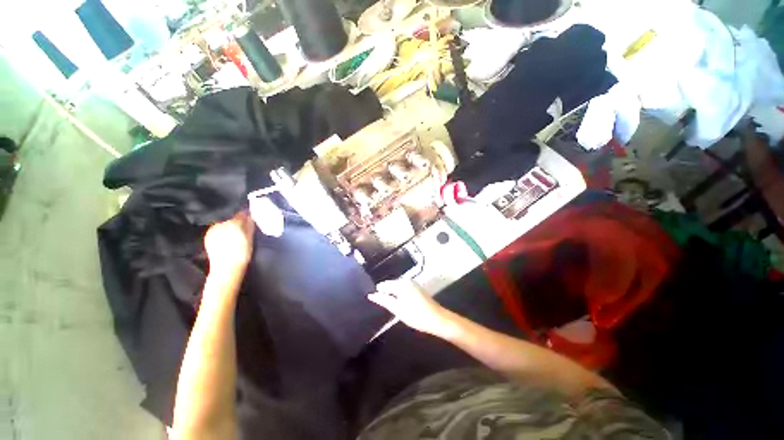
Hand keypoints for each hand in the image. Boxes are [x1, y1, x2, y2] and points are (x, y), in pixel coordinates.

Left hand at [204, 210, 254, 275]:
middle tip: (243, 223)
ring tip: (234, 231)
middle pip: (230, 217)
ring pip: (222, 222)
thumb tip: (250, 215)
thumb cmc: (242, 254)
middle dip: (236, 218)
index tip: (249, 214)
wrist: (227, 268)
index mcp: (233, 223)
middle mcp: (220, 224)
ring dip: (228, 224)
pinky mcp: (208, 236)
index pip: (240, 212)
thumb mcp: (250, 238)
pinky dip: (222, 229)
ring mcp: (212, 230)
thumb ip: (250, 224)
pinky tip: (226, 236)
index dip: (245, 213)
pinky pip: (216, 228)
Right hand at [368, 279, 452, 336]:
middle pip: (390, 285)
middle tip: (381, 306)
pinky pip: (403, 289)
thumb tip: (371, 295)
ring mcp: (412, 283)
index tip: (373, 301)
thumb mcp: (397, 309)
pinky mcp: (416, 288)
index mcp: (401, 283)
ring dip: (393, 296)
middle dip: (385, 294)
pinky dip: (399, 296)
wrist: (438, 319)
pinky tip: (399, 305)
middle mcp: (406, 280)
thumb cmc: (416, 315)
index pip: (384, 285)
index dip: (378, 293)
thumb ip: (384, 300)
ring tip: (389, 306)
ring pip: (397, 288)